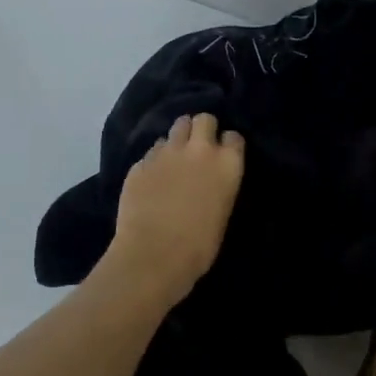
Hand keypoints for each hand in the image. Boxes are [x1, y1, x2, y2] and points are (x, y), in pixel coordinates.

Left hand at [106, 113, 244, 298]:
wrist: (153, 256)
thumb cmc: (199, 246)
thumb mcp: (222, 212)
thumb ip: (219, 184)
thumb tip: (210, 179)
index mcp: (227, 163)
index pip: (234, 136)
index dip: (227, 145)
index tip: (223, 156)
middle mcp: (199, 149)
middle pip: (204, 119)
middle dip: (202, 129)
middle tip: (198, 148)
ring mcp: (167, 152)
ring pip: (177, 126)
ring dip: (179, 137)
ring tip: (175, 156)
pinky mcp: (141, 162)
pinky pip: (153, 150)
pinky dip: (156, 158)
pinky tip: (153, 177)